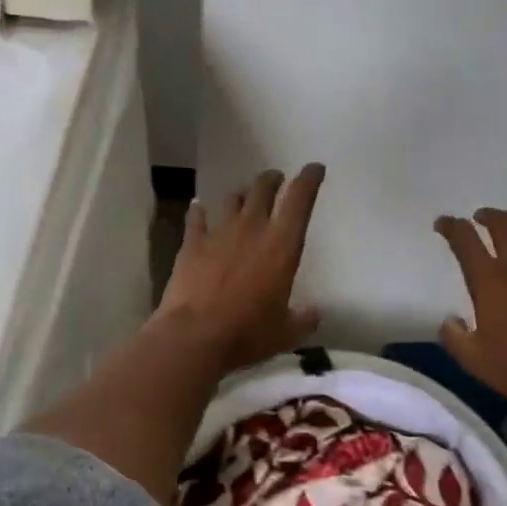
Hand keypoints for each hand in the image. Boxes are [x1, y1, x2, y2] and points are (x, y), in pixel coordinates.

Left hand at [157, 164, 325, 374]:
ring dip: (241, 195)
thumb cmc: (248, 333)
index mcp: (282, 244)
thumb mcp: (286, 332)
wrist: (195, 336)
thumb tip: (314, 313)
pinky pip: (196, 217)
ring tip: (244, 197)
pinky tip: (198, 208)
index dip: (309, 179)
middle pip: (263, 188)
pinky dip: (199, 211)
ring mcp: (219, 232)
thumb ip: (304, 319)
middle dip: (273, 179)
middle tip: (277, 179)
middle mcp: (252, 228)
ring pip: (233, 198)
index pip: (300, 198)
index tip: (314, 169)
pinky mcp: (192, 243)